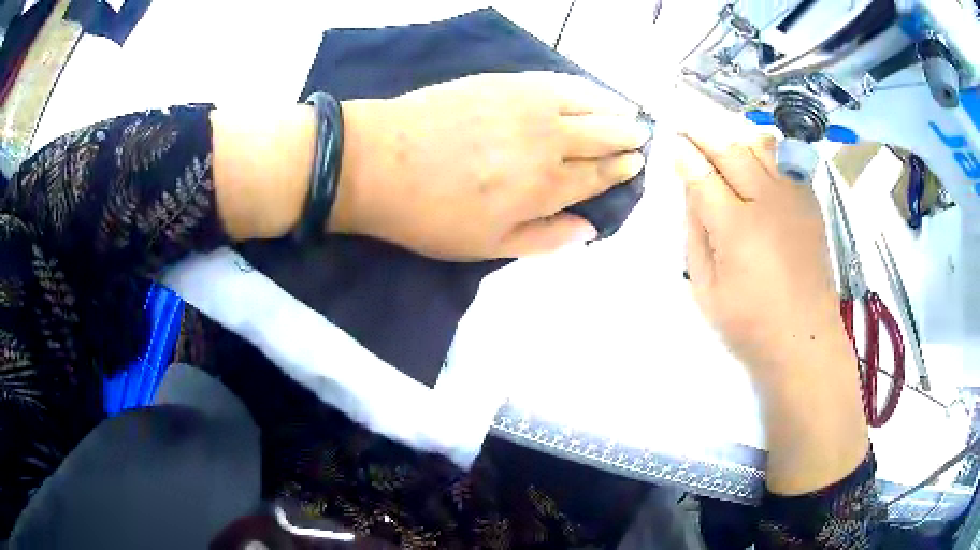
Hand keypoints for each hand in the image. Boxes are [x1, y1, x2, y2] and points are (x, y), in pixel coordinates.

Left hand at [332, 72, 649, 259]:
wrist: (377, 163)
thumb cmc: (429, 214)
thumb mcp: (487, 246)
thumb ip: (545, 238)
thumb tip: (591, 229)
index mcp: (545, 187)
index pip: (598, 176)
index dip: (620, 170)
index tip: (635, 165)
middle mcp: (547, 142)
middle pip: (602, 136)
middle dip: (626, 137)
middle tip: (640, 137)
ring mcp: (526, 106)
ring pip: (587, 104)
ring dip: (613, 109)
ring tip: (627, 112)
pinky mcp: (504, 82)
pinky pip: (556, 81)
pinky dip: (581, 87)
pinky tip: (590, 90)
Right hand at [675, 133, 849, 378]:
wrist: (805, 340)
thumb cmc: (750, 324)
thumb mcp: (706, 289)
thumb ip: (696, 234)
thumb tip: (691, 190)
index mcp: (736, 227)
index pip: (702, 174)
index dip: (684, 154)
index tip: (671, 141)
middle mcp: (767, 202)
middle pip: (731, 151)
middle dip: (704, 135)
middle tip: (686, 128)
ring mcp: (793, 199)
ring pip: (761, 147)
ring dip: (735, 139)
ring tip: (721, 142)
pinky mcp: (810, 204)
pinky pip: (786, 162)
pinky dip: (767, 152)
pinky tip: (756, 160)